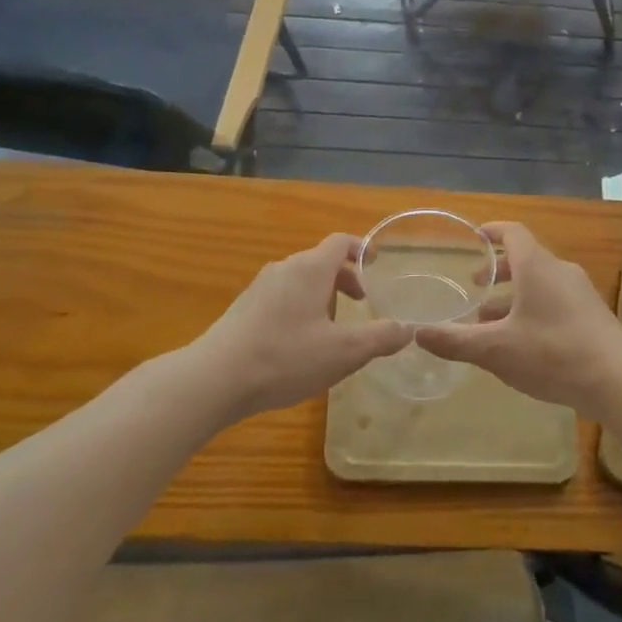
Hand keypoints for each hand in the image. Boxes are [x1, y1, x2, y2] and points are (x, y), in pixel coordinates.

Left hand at [185, 234, 411, 421]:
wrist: (214, 379)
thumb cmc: (285, 357)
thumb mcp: (343, 352)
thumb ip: (379, 338)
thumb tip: (407, 329)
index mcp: (310, 269)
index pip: (340, 243)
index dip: (362, 248)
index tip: (377, 263)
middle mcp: (284, 269)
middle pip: (321, 262)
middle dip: (345, 279)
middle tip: (361, 304)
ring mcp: (260, 288)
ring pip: (300, 281)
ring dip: (322, 296)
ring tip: (332, 330)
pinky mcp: (243, 309)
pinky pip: (282, 297)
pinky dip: (300, 308)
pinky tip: (300, 345)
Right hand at [413, 222, 621, 414]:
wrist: (619, 381)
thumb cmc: (552, 354)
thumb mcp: (496, 349)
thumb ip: (454, 340)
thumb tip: (416, 333)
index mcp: (537, 266)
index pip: (513, 232)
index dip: (492, 231)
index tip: (474, 237)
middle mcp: (560, 271)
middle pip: (527, 258)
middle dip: (499, 270)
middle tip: (475, 285)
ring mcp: (581, 293)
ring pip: (541, 282)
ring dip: (515, 294)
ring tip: (491, 320)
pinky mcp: (593, 315)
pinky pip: (556, 300)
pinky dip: (534, 308)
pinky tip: (523, 341)